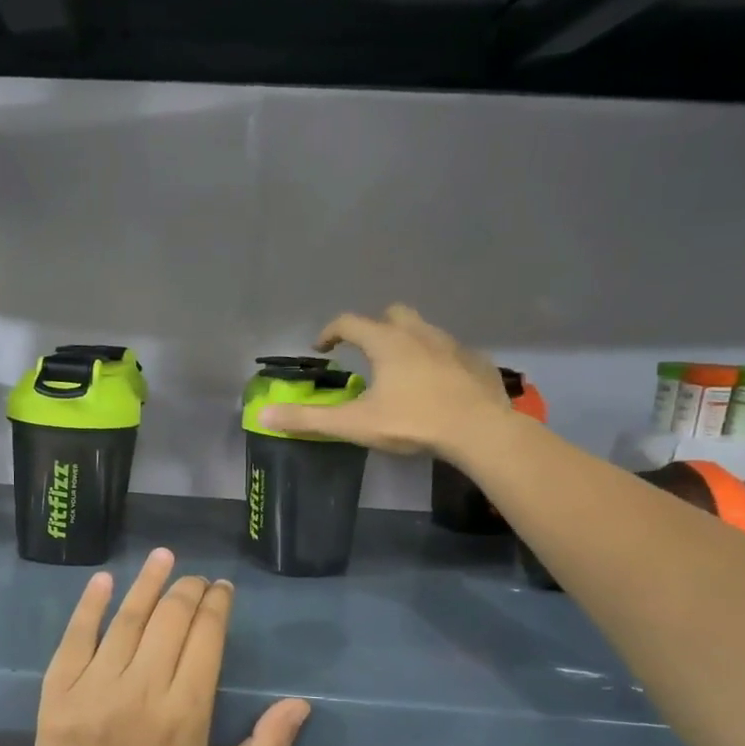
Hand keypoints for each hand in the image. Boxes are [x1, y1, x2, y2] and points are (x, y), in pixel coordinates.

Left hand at [31, 549, 309, 745]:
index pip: (206, 637)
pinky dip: (91, 605)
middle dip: (188, 590)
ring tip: (162, 556)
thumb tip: (300, 702)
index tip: (222, 590)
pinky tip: (105, 580)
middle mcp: (142, 690)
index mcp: (186, 713)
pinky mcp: (58, 690)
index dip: (217, 605)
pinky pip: (75, 636)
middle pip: (170, 619)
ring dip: (147, 582)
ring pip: (127, 619)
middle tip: (196, 579)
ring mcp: (95, 687)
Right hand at [260, 304, 512, 459]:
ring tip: (399, 372)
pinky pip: (450, 352)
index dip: (330, 333)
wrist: (481, 431)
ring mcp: (452, 346)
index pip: (349, 322)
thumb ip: (308, 419)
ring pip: (424, 331)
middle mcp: (419, 334)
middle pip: (393, 314)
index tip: (321, 349)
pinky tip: (435, 386)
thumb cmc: (413, 421)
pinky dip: (436, 361)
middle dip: (374, 327)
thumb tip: (263, 416)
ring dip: (407, 343)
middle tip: (365, 352)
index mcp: (387, 342)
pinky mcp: (477, 363)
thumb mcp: (354, 423)